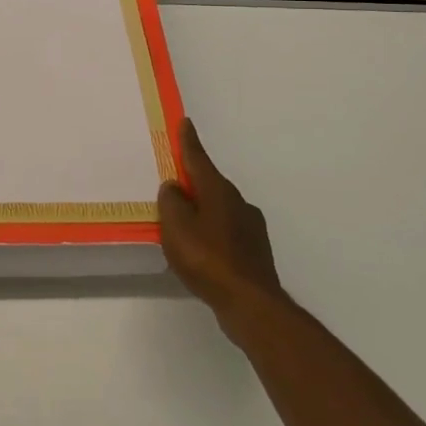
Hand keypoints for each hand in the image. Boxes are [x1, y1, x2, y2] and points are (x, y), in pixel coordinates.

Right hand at [159, 118, 286, 330]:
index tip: (186, 122)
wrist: (250, 303)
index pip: (198, 159)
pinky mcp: (255, 251)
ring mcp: (250, 227)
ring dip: (203, 209)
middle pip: (210, 184)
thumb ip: (171, 202)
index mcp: (218, 191)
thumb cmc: (207, 258)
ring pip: (220, 208)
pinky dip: (212, 232)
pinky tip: (202, 249)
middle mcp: (238, 202)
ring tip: (184, 223)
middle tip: (173, 183)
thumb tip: (174, 188)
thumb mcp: (176, 227)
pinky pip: (226, 231)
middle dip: (193, 181)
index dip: (189, 141)